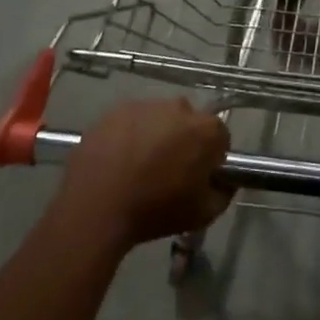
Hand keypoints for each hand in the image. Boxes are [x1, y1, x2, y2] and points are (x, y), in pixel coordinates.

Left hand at [55, 99, 232, 250]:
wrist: (96, 208)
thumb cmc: (155, 210)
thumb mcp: (204, 214)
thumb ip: (223, 192)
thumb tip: (223, 181)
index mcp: (206, 129)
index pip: (220, 137)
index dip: (211, 158)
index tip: (198, 177)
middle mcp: (179, 107)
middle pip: (189, 122)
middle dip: (184, 141)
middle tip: (168, 171)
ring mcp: (145, 105)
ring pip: (159, 118)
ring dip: (156, 135)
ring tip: (139, 166)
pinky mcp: (115, 110)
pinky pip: (131, 121)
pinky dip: (129, 135)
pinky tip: (118, 160)